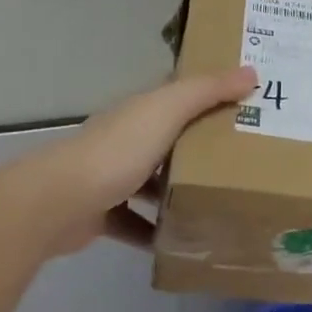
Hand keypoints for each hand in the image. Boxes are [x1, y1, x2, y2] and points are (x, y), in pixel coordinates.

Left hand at [14, 66, 257, 255]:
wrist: (59, 201)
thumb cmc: (119, 149)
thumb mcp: (168, 111)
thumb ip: (207, 91)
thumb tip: (252, 72)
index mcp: (142, 110)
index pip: (178, 93)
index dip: (209, 91)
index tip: (245, 98)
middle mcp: (126, 138)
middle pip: (169, 137)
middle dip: (200, 145)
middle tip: (244, 156)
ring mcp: (112, 176)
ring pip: (152, 180)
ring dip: (177, 189)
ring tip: (218, 200)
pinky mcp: (103, 213)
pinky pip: (136, 222)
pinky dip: (155, 230)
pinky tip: (180, 240)